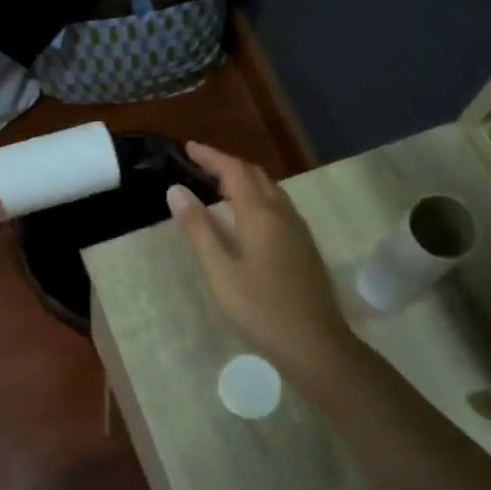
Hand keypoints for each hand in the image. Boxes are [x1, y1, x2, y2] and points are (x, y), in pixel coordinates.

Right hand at [166, 142, 355, 378]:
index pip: (234, 170)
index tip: (188, 147)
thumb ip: (198, 228)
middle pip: (256, 176)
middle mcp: (283, 213)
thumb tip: (175, 189)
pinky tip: (247, 218)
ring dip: (245, 181)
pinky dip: (257, 199)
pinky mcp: (304, 247)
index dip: (211, 156)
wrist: (315, 342)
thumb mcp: (220, 270)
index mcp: (261, 214)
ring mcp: (298, 230)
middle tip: (200, 165)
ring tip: (219, 187)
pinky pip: (278, 207)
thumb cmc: (261, 307)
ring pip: (271, 191)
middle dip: (228, 164)